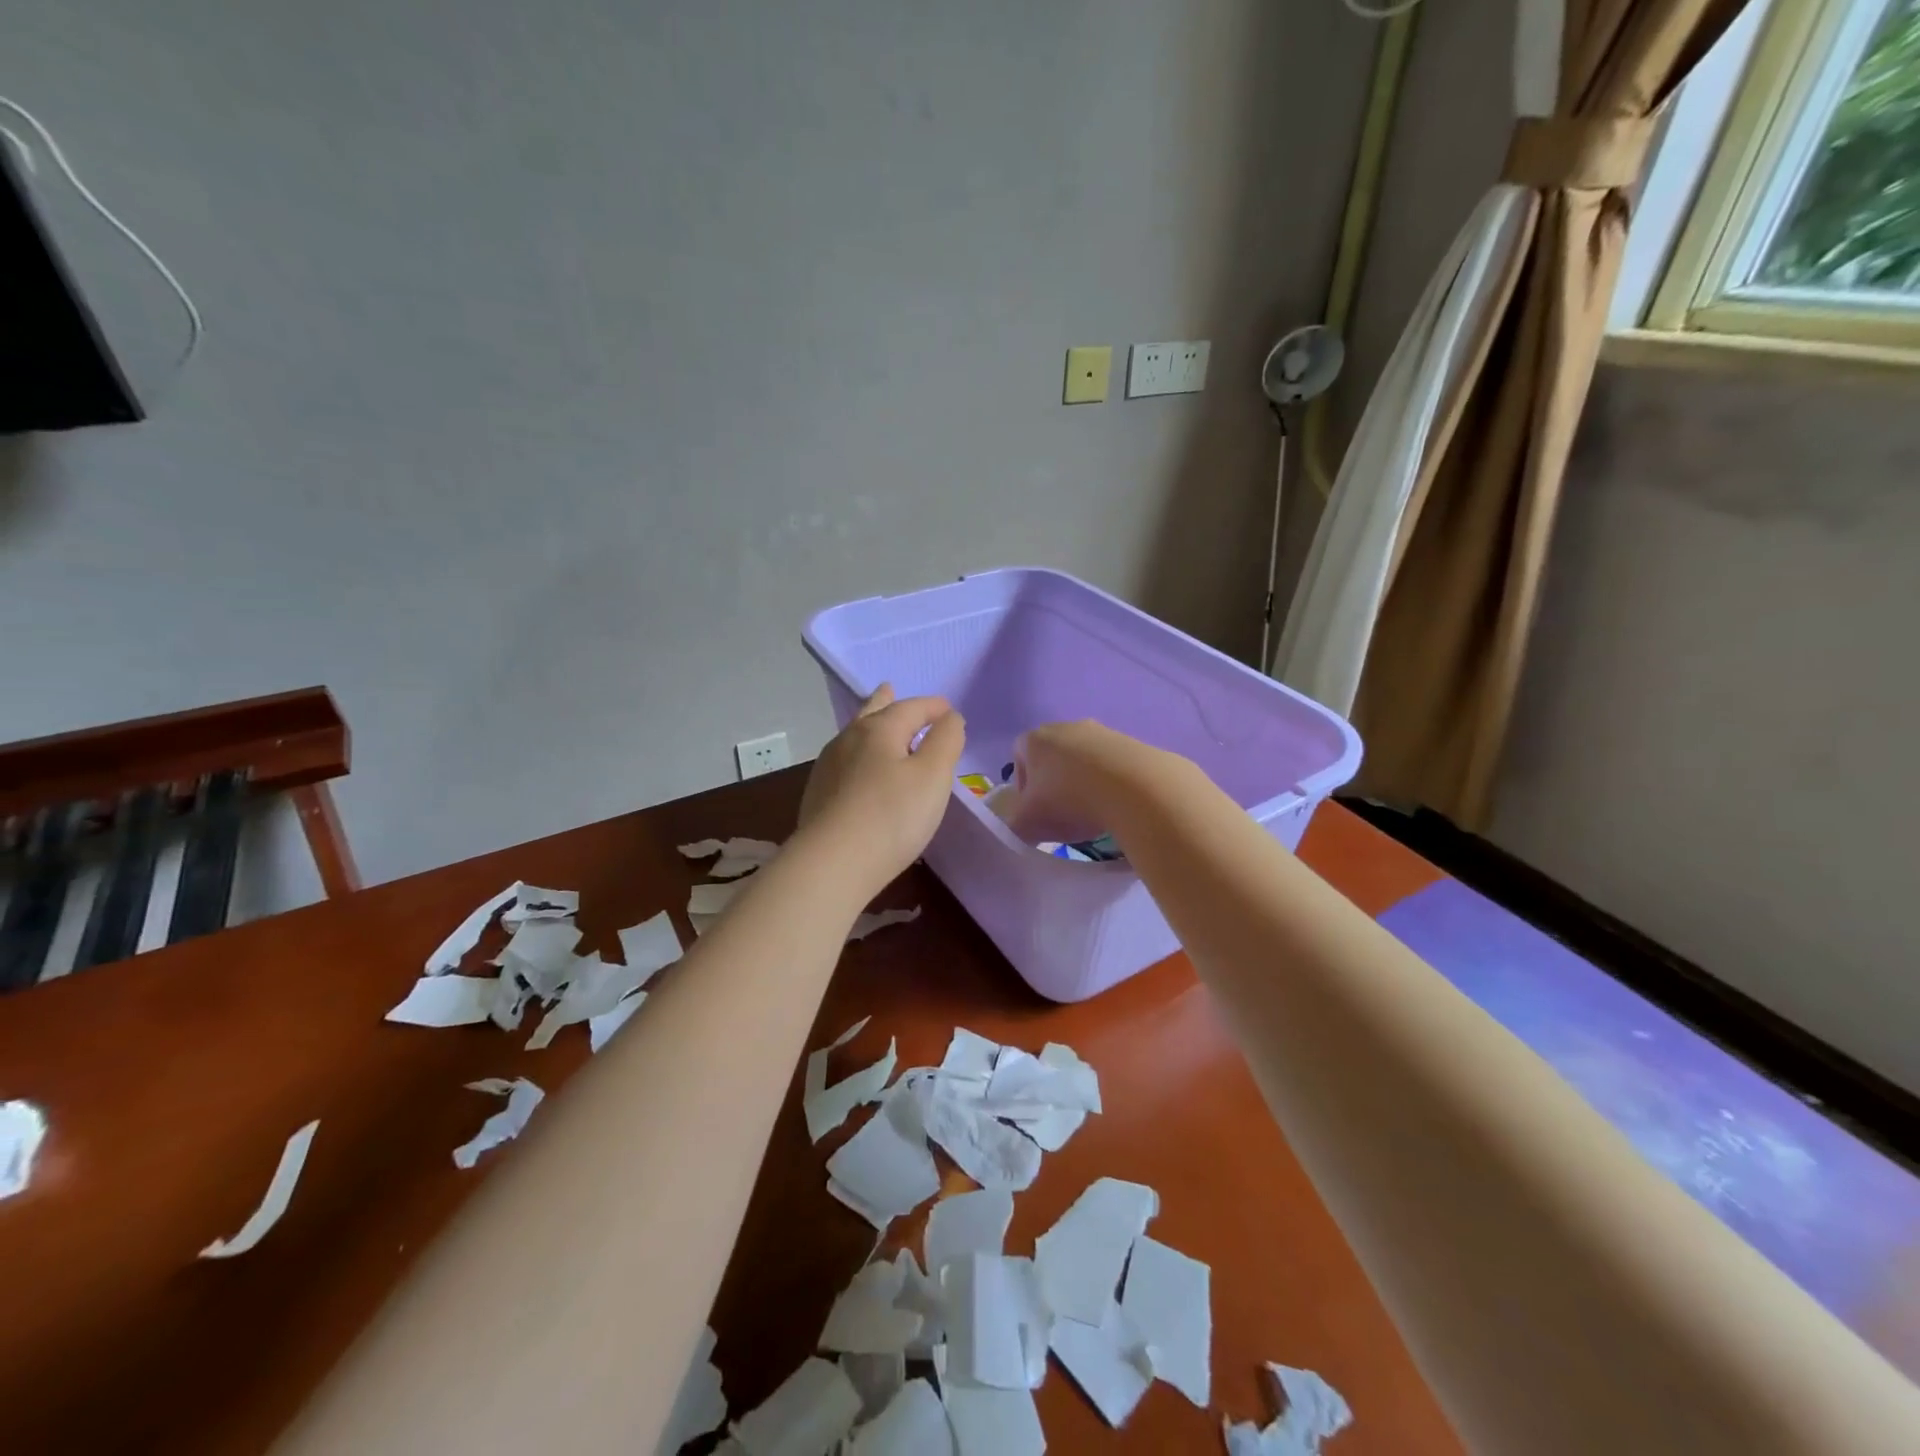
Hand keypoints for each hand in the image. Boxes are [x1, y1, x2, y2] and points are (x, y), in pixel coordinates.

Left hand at [797, 685, 965, 893]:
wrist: (832, 864)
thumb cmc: (893, 815)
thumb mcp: (933, 776)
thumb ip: (946, 741)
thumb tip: (950, 718)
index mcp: (879, 729)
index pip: (911, 707)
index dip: (933, 707)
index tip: (950, 711)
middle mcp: (849, 740)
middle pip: (872, 713)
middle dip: (886, 701)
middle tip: (889, 688)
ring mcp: (828, 768)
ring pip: (854, 736)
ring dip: (870, 727)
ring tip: (875, 724)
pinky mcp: (818, 795)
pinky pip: (844, 762)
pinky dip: (860, 755)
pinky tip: (860, 769)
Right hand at [1000, 720, 1176, 845]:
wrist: (1135, 789)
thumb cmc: (1069, 802)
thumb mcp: (1027, 825)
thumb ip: (1014, 827)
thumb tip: (1020, 828)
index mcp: (1035, 739)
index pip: (1018, 757)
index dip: (1023, 786)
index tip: (1035, 811)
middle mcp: (1066, 727)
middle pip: (1053, 757)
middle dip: (1055, 784)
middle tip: (1064, 814)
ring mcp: (1102, 732)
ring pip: (1084, 760)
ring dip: (1084, 783)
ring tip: (1095, 812)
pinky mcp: (1132, 743)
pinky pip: (1113, 764)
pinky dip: (1112, 783)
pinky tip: (1118, 805)